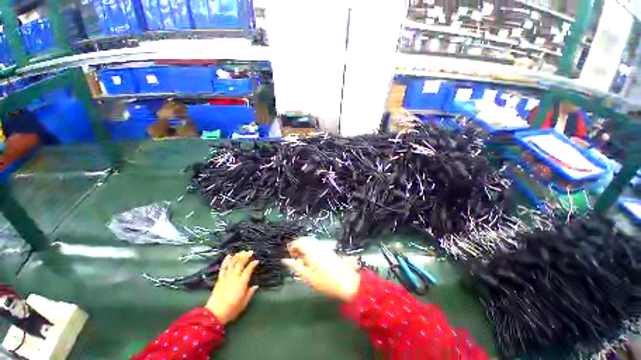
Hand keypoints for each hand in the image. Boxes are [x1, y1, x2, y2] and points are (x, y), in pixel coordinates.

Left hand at [206, 251, 258, 324]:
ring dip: (237, 256)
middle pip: (240, 263)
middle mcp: (234, 277)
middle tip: (250, 252)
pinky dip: (226, 260)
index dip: (253, 264)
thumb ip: (250, 293)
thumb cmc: (231, 310)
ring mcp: (226, 277)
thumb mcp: (243, 303)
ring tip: (242, 251)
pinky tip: (229, 255)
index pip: (248, 269)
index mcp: (241, 283)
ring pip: (232, 263)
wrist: (214, 314)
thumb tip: (255, 286)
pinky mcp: (219, 279)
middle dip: (246, 256)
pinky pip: (223, 267)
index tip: (257, 261)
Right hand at [283, 237, 359, 301]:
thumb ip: (296, 266)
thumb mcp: (308, 277)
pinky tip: (312, 259)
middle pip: (304, 240)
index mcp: (311, 250)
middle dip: (298, 246)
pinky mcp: (329, 250)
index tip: (290, 257)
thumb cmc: (326, 282)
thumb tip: (285, 260)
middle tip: (295, 258)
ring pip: (311, 242)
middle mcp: (318, 245)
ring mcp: (324, 247)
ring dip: (304, 248)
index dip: (292, 247)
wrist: (347, 282)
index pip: (298, 242)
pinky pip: (317, 245)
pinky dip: (311, 249)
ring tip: (302, 260)